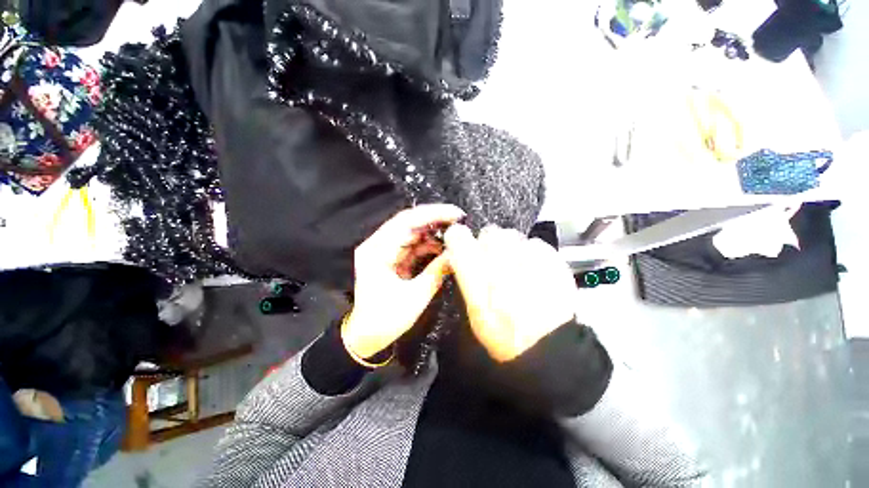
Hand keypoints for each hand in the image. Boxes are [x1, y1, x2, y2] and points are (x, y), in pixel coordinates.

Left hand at [342, 204, 465, 358]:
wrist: (366, 336)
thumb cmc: (385, 320)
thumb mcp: (415, 297)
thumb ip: (437, 272)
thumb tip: (457, 254)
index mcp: (377, 251)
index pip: (405, 222)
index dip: (432, 214)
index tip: (455, 213)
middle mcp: (378, 245)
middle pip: (409, 223)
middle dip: (435, 221)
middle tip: (460, 221)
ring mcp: (385, 251)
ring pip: (413, 233)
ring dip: (434, 234)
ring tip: (455, 236)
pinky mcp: (392, 258)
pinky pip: (413, 246)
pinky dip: (429, 246)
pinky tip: (444, 249)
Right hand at [444, 224, 576, 361]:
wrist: (550, 349)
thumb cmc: (505, 337)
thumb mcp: (474, 314)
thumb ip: (466, 281)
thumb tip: (461, 256)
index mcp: (479, 283)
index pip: (460, 241)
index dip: (457, 237)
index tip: (460, 241)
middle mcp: (503, 267)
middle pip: (489, 232)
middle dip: (486, 242)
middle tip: (492, 258)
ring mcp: (530, 263)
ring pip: (511, 234)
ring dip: (508, 246)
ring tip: (515, 264)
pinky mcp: (554, 262)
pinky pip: (534, 243)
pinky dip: (530, 252)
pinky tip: (533, 269)